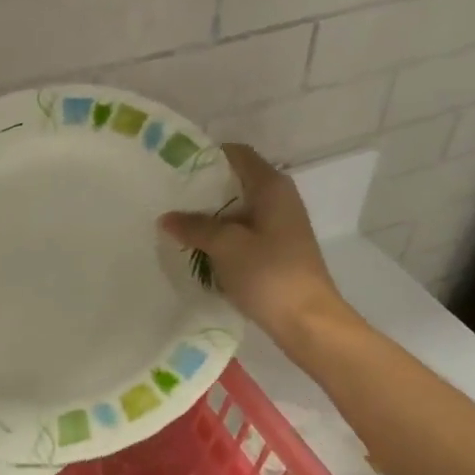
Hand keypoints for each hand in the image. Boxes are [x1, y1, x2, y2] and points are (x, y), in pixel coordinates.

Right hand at [160, 143, 347, 342]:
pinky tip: (198, 248)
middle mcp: (279, 198)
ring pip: (238, 210)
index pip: (237, 153)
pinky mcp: (277, 250)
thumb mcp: (226, 246)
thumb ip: (195, 227)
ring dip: (210, 216)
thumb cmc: (269, 274)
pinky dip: (222, 236)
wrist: (307, 320)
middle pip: (236, 181)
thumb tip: (167, 217)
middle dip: (202, 189)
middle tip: (167, 197)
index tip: (175, 167)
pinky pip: (243, 232)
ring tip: (176, 223)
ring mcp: (280, 225)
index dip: (207, 156)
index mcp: (271, 186)